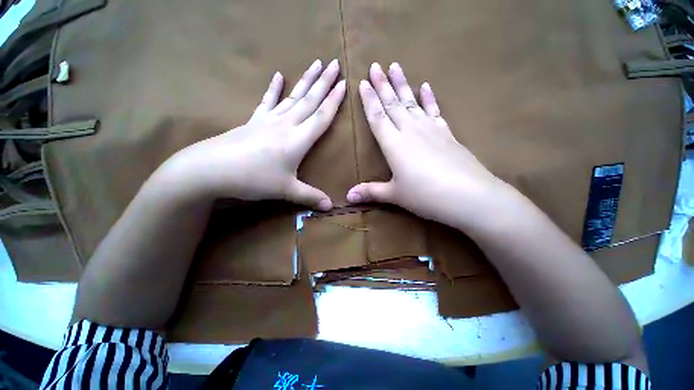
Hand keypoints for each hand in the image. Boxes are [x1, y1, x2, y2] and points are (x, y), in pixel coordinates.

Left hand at [163, 59, 344, 210]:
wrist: (211, 170)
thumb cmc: (253, 179)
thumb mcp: (286, 191)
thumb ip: (310, 197)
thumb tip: (331, 207)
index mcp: (297, 140)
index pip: (321, 117)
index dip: (334, 101)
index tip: (345, 83)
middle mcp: (286, 125)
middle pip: (309, 100)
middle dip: (324, 82)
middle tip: (335, 63)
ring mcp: (269, 120)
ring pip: (293, 97)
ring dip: (306, 80)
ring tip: (316, 64)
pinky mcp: (254, 121)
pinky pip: (267, 101)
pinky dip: (273, 88)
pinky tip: (278, 75)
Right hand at [347, 63, 513, 229]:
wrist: (468, 195)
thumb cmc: (425, 195)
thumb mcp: (395, 195)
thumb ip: (371, 192)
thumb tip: (348, 197)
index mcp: (394, 144)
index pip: (377, 117)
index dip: (368, 100)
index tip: (362, 82)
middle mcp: (410, 131)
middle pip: (393, 104)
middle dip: (383, 85)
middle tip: (376, 65)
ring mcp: (430, 130)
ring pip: (412, 102)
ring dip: (402, 84)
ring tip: (396, 66)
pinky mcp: (447, 133)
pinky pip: (434, 111)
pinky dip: (429, 98)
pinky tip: (426, 86)